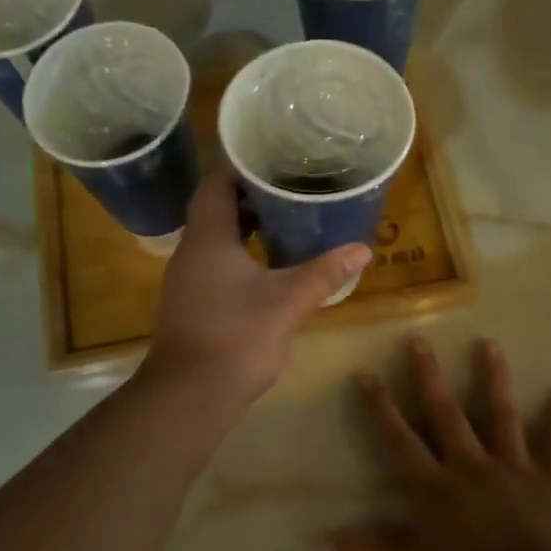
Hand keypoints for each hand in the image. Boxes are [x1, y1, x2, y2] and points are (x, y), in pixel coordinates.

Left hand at [146, 164, 371, 402]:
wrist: (189, 394)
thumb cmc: (236, 337)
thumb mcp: (287, 301)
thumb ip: (324, 273)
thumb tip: (362, 249)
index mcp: (207, 238)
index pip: (215, 183)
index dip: (240, 165)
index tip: (272, 155)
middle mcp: (191, 251)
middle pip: (216, 208)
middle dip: (250, 195)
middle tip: (289, 185)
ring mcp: (187, 278)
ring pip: (216, 237)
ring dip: (246, 226)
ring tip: (286, 218)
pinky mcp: (191, 302)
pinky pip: (215, 262)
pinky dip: (240, 253)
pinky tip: (269, 264)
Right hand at [332, 336, 550, 550]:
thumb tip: (324, 539)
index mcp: (433, 486)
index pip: (399, 438)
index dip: (380, 406)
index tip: (365, 373)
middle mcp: (469, 465)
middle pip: (446, 413)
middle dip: (429, 376)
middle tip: (419, 340)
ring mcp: (512, 469)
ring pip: (501, 416)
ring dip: (494, 380)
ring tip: (489, 344)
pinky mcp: (549, 482)